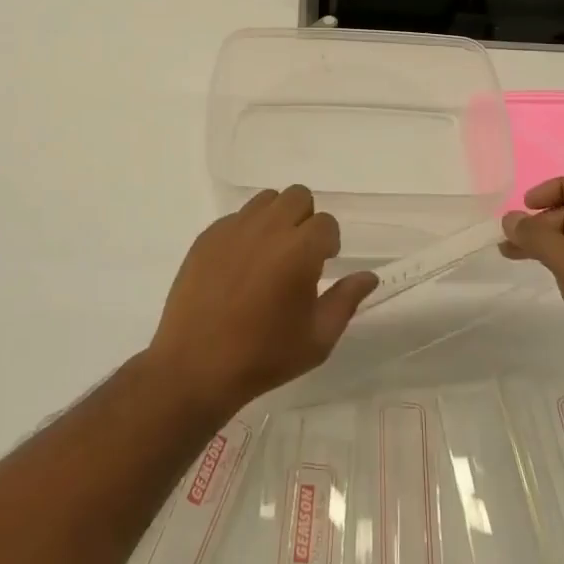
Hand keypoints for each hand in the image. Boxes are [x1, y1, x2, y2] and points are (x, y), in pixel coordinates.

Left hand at [145, 186, 377, 420]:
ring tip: (270, 255)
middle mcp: (268, 228)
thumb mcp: (317, 338)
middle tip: (299, 255)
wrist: (195, 367)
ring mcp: (234, 228)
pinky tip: (240, 266)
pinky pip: (237, 217)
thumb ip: (347, 300)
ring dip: (277, 218)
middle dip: (306, 220)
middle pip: (298, 196)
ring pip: (267, 199)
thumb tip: (368, 276)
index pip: (327, 223)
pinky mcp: (208, 236)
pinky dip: (247, 231)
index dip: (329, 244)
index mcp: (300, 249)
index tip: (322, 267)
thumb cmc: (264, 356)